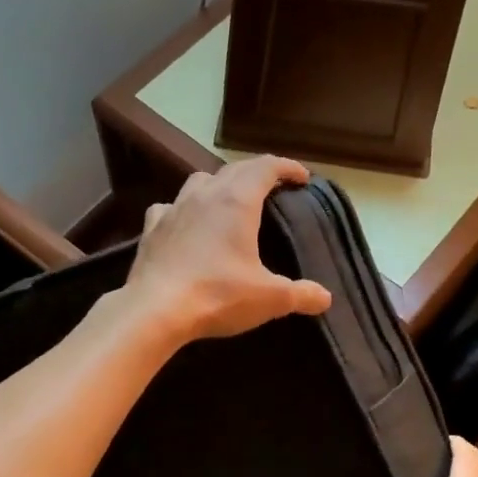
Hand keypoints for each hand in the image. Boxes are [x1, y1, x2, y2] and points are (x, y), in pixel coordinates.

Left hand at [124, 157, 331, 342]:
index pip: (266, 167)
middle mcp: (205, 194)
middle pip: (235, 169)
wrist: (155, 309)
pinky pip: (170, 206)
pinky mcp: (152, 228)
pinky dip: (184, 208)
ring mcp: (174, 208)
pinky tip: (185, 222)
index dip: (287, 167)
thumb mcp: (269, 298)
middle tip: (273, 186)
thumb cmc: (218, 295)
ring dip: (219, 183)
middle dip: (257, 172)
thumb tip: (325, 298)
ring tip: (230, 199)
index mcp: (237, 201)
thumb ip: (300, 294)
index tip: (302, 177)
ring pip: (200, 181)